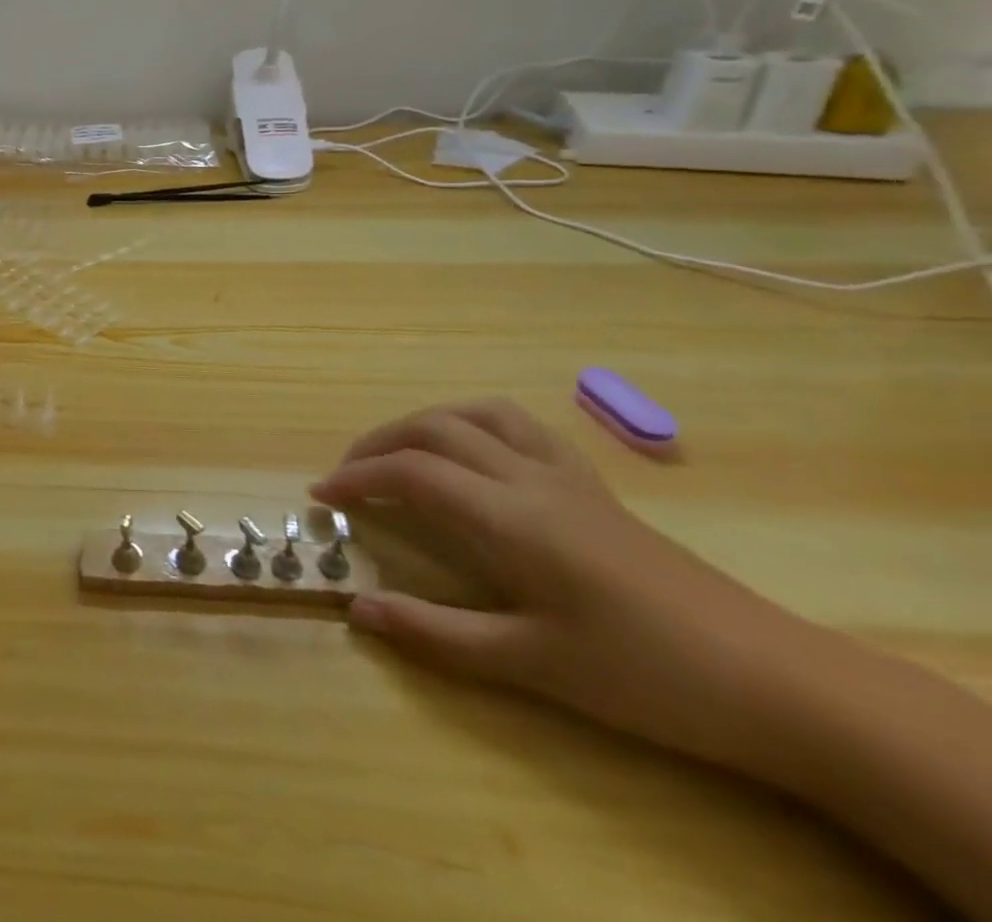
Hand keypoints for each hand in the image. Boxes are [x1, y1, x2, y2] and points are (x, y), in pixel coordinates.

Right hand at [310, 400, 819, 770]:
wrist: (772, 679)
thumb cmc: (644, 676)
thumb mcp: (532, 666)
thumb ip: (437, 634)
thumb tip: (358, 607)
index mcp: (508, 517)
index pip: (411, 473)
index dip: (357, 476)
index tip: (321, 494)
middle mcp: (528, 478)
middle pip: (433, 428)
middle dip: (378, 443)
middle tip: (347, 474)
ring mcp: (564, 474)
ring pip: (476, 413)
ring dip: (424, 421)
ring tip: (399, 451)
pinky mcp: (591, 483)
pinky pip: (519, 426)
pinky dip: (474, 423)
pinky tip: (473, 454)